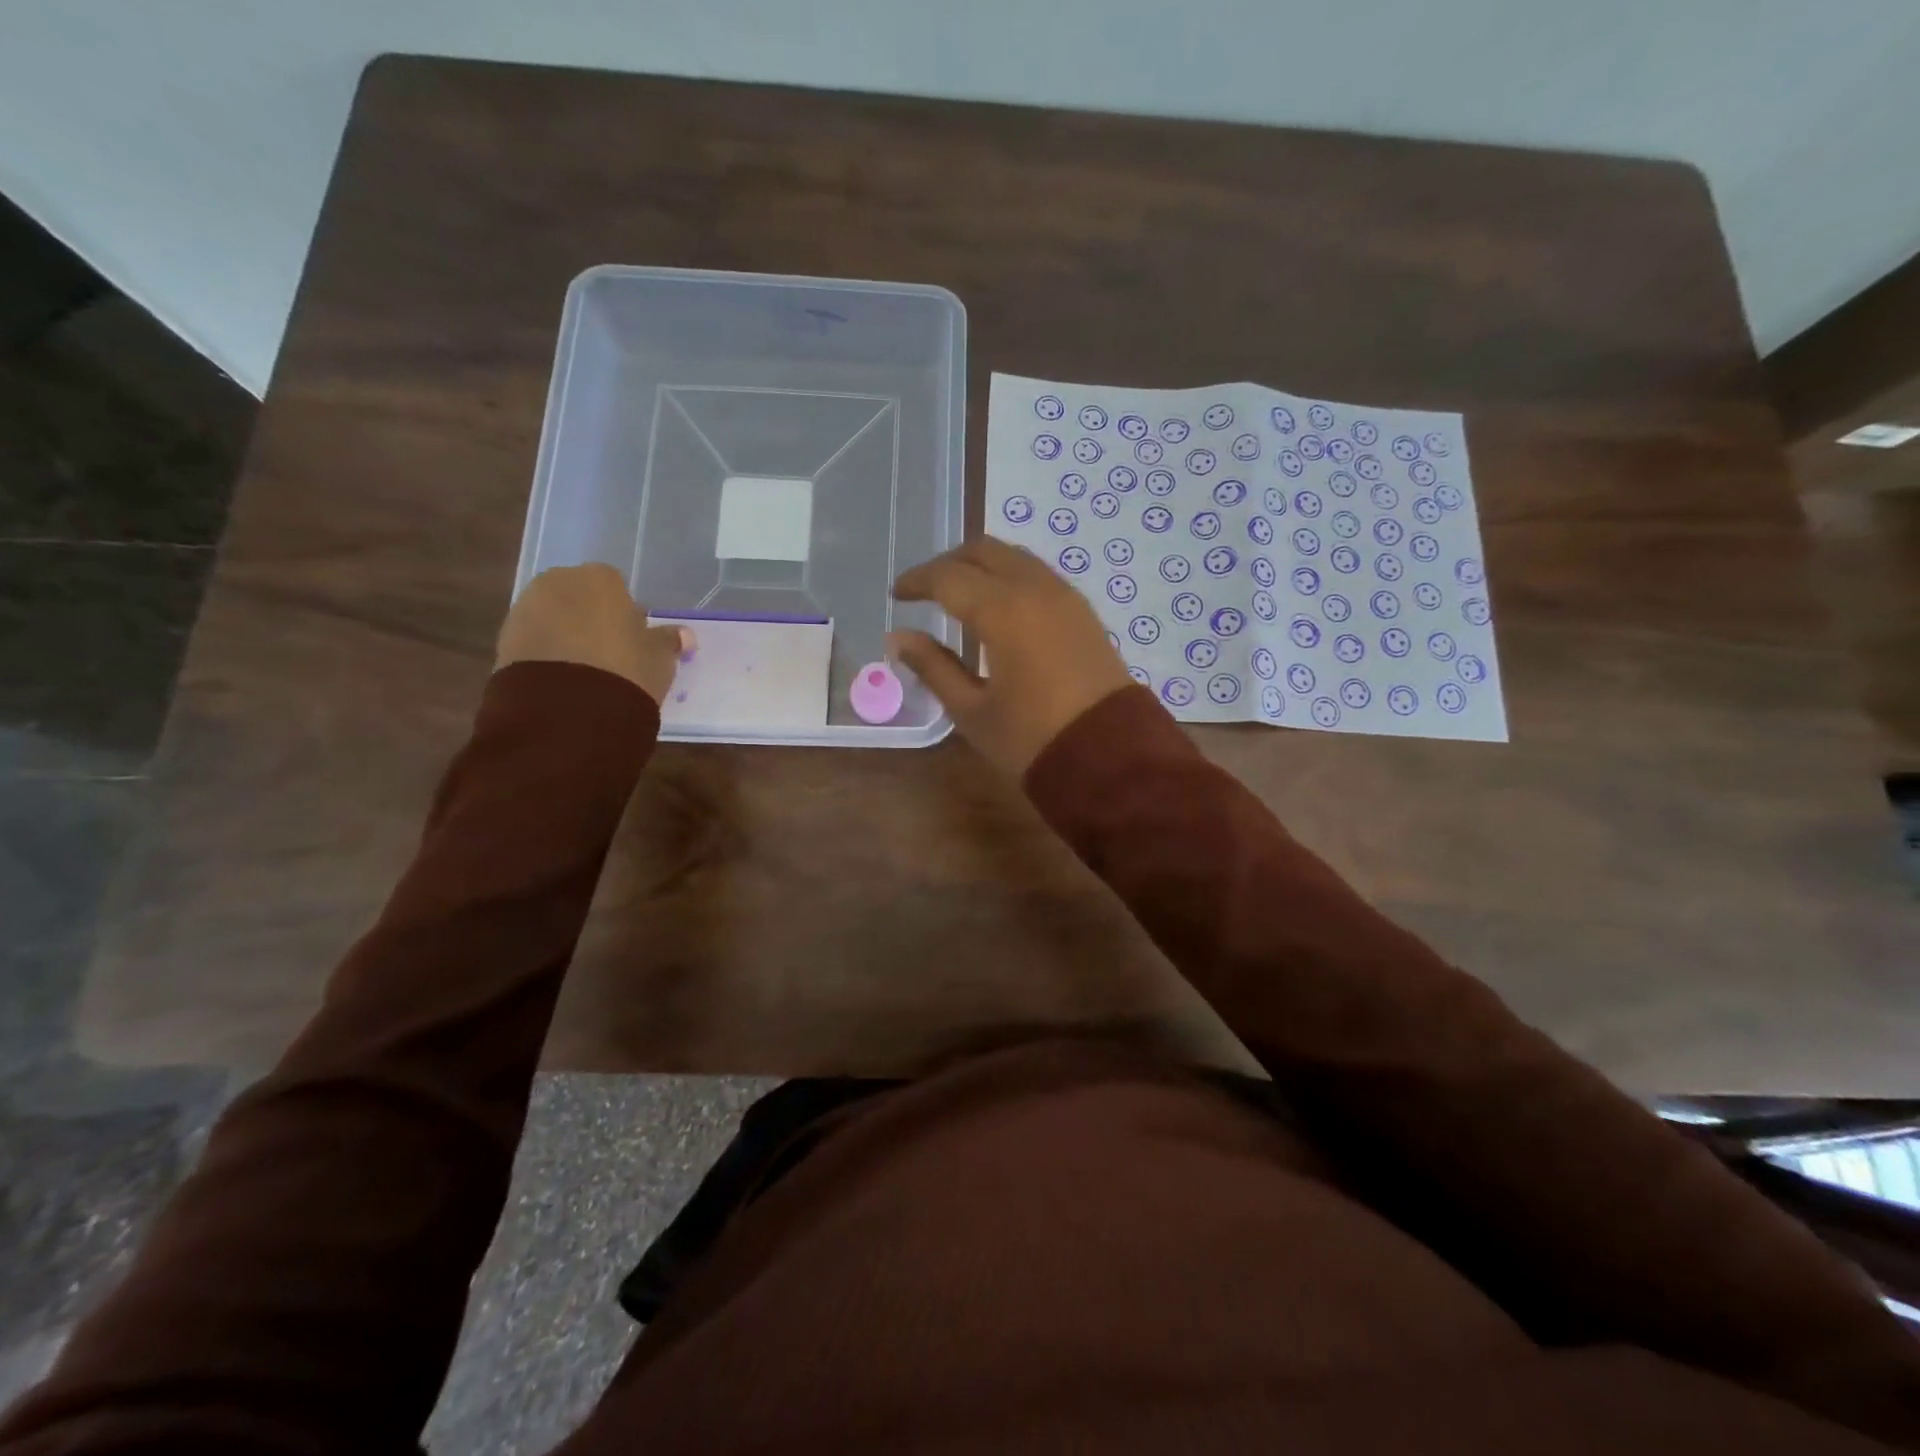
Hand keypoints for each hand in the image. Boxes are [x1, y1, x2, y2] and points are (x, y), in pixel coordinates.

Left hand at [495, 563, 690, 707]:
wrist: (566, 708)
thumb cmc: (625, 670)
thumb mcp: (659, 658)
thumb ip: (669, 641)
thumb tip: (684, 635)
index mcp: (600, 578)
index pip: (616, 585)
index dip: (626, 612)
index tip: (633, 639)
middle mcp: (558, 582)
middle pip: (580, 596)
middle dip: (592, 618)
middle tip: (610, 654)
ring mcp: (526, 608)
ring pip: (554, 616)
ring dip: (567, 635)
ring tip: (585, 671)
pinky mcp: (504, 639)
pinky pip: (535, 639)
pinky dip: (547, 652)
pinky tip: (563, 679)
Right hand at [889, 537, 1135, 775]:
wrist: (1110, 757)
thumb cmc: (1031, 739)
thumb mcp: (972, 710)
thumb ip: (933, 667)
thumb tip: (899, 638)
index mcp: (1002, 611)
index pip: (948, 577)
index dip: (917, 581)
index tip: (896, 594)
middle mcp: (1035, 589)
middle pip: (984, 551)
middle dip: (949, 563)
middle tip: (925, 589)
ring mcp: (1065, 596)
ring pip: (1014, 557)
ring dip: (981, 565)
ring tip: (958, 595)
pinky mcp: (1083, 611)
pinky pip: (1038, 574)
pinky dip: (1009, 577)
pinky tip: (998, 607)